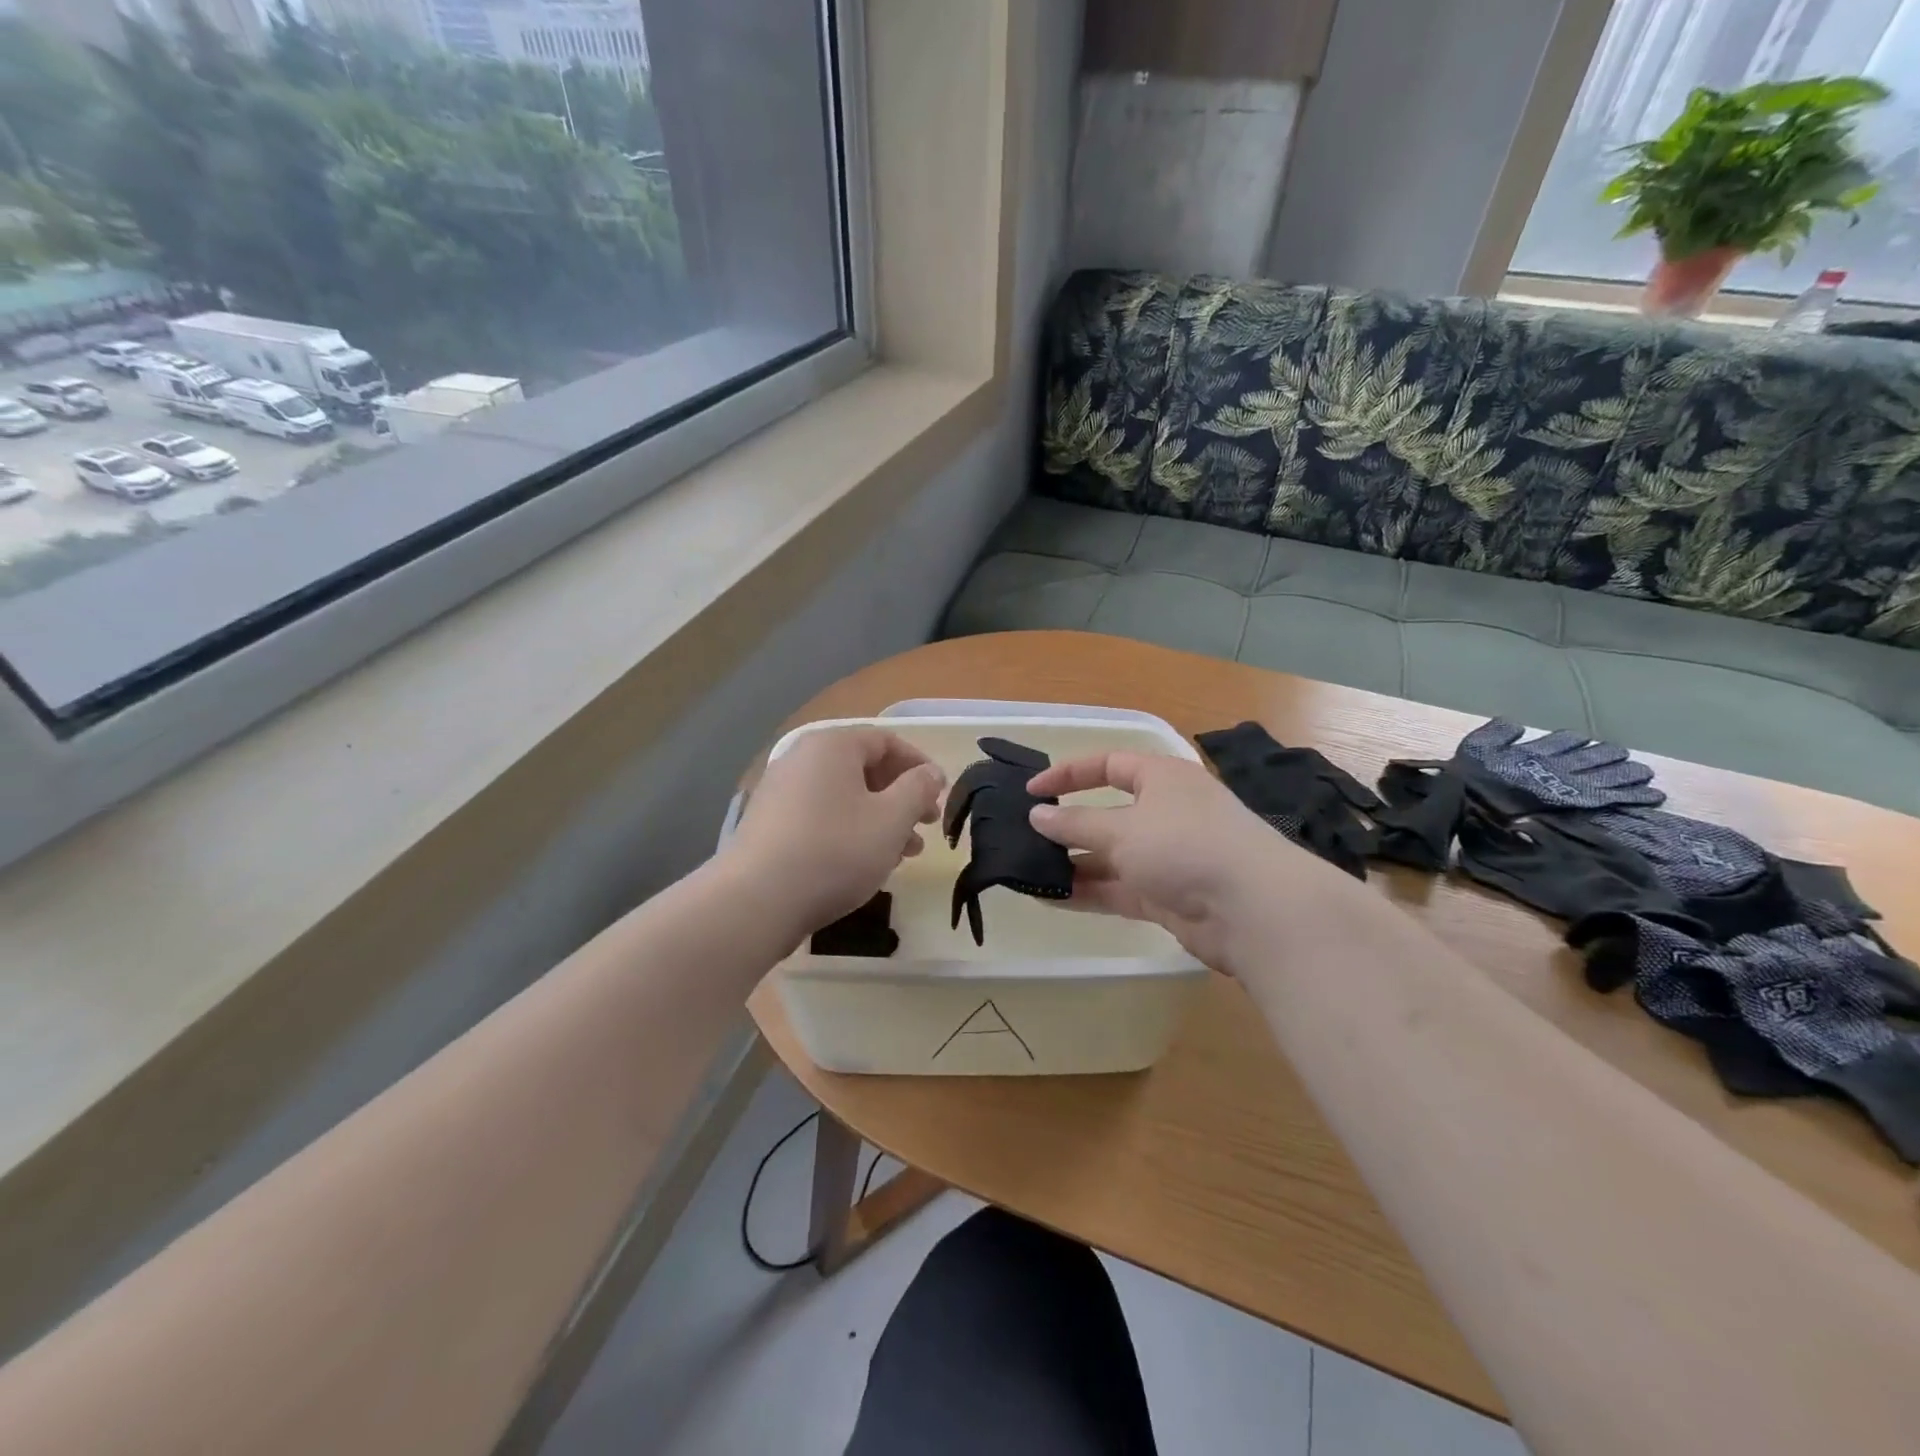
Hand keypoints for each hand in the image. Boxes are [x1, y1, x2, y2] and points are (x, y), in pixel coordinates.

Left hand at [726, 727, 945, 938]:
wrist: (757, 900)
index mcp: (832, 746)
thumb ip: (918, 789)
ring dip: (880, 819)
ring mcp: (780, 792)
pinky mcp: (769, 825)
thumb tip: (931, 772)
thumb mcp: (892, 819)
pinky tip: (865, 863)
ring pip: (844, 797)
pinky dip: (849, 831)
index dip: (919, 765)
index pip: (886, 741)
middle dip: (901, 797)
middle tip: (925, 827)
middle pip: (864, 769)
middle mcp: (802, 759)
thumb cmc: (835, 850)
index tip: (940, 795)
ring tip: (904, 854)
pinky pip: (821, 817)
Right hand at [1026, 751, 1356, 970]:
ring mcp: (1168, 856)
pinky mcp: (1167, 896)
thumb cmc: (1184, 845)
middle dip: (1067, 826)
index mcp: (1161, 778)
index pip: (1108, 764)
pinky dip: (1088, 892)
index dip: (1069, 774)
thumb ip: (1075, 822)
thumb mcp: (1122, 828)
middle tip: (1024, 838)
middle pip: (1107, 813)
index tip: (1032, 791)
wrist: (1253, 909)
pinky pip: (1119, 889)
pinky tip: (1050, 898)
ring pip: (1111, 855)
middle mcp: (1165, 812)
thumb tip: (1037, 815)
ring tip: (1029, 872)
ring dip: (1073, 863)